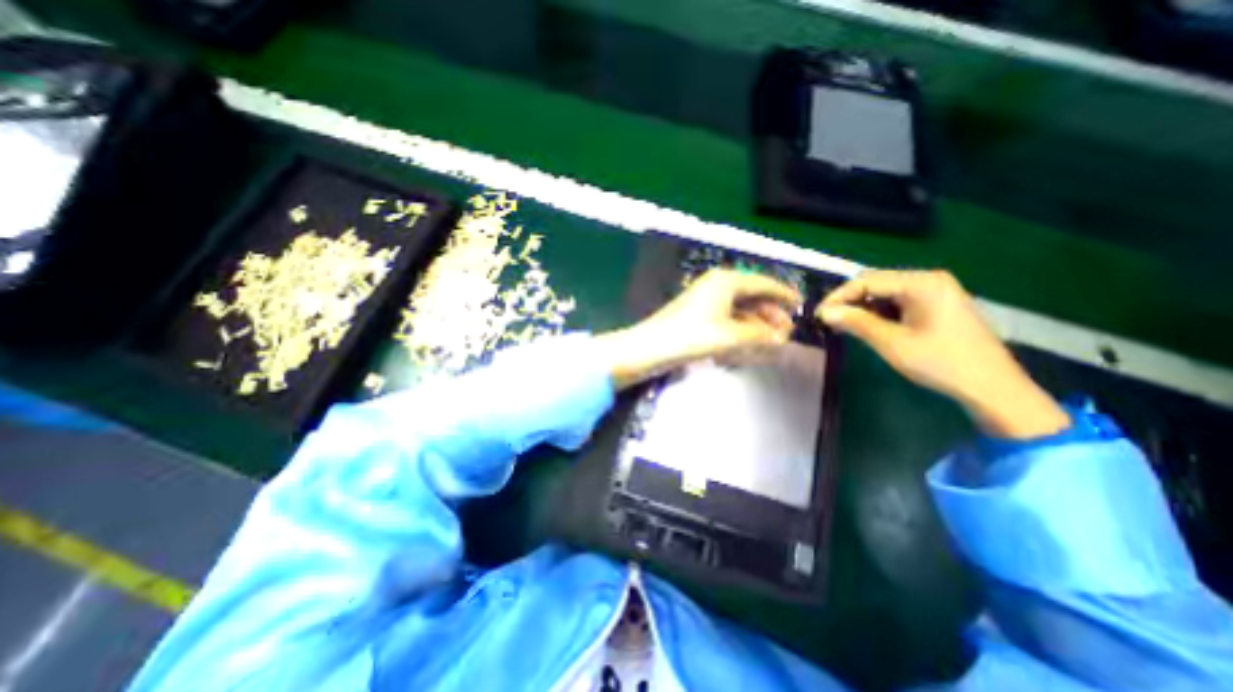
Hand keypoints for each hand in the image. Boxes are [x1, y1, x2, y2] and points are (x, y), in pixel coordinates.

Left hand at [595, 268, 801, 389]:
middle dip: (770, 313)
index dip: (783, 294)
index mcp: (726, 281)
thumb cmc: (691, 337)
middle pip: (752, 296)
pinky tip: (750, 341)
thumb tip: (781, 339)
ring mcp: (706, 299)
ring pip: (740, 308)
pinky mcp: (698, 314)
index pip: (763, 283)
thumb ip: (760, 336)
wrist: (651, 347)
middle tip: (787, 331)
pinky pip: (727, 317)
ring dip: (756, 323)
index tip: (800, 304)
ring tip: (772, 339)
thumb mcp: (731, 336)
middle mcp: (717, 285)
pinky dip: (740, 328)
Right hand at [817, 268, 1070, 437]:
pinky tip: (869, 327)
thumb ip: (855, 322)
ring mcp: (936, 292)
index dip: (838, 297)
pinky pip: (899, 302)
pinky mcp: (937, 306)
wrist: (992, 388)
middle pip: (876, 283)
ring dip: (863, 308)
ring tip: (845, 326)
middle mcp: (929, 280)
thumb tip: (824, 312)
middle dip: (849, 301)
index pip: (866, 281)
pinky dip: (879, 313)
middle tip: (829, 321)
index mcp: (921, 283)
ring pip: (885, 293)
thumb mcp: (891, 342)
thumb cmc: (940, 363)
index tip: (818, 315)